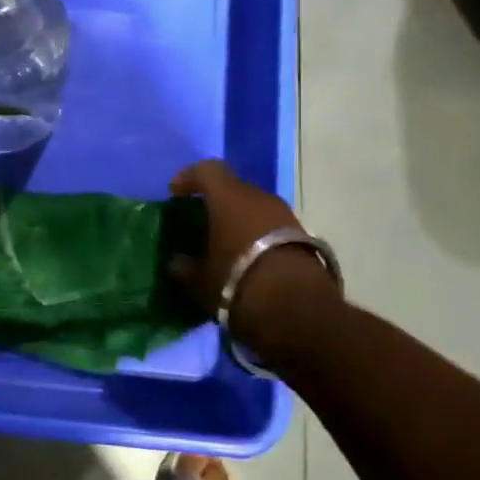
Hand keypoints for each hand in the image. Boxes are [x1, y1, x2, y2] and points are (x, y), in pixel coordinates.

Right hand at [166, 160, 335, 333]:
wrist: (299, 309)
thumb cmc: (237, 281)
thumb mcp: (200, 281)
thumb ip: (184, 267)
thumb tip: (176, 262)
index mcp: (229, 197)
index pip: (207, 170)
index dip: (189, 178)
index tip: (175, 194)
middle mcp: (259, 197)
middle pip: (233, 189)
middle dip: (216, 204)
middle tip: (201, 224)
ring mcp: (285, 215)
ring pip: (255, 209)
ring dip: (240, 222)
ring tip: (225, 246)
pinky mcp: (304, 237)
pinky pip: (272, 227)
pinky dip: (258, 237)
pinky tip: (249, 261)